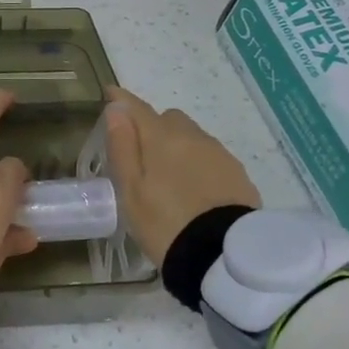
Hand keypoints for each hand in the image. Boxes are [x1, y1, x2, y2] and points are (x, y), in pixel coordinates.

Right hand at [104, 86, 260, 264]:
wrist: (222, 255)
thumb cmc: (165, 223)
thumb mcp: (131, 190)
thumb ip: (122, 146)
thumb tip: (116, 109)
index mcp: (162, 138)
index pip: (137, 108)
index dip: (122, 100)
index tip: (110, 93)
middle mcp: (193, 137)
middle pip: (168, 119)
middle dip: (153, 128)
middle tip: (142, 158)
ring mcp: (219, 154)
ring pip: (192, 137)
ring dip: (178, 147)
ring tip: (169, 180)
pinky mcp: (237, 173)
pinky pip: (210, 157)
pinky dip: (197, 164)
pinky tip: (194, 191)